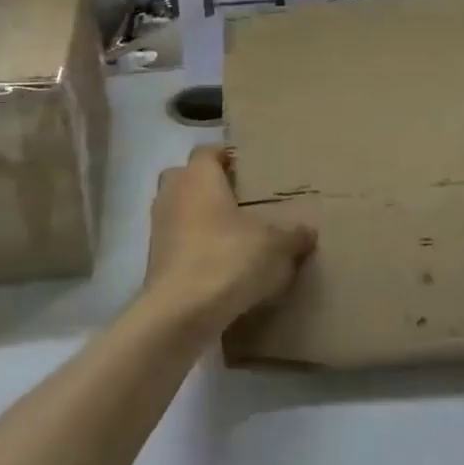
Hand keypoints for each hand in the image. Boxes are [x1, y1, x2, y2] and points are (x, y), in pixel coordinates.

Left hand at [139, 145, 316, 334]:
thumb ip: (293, 234)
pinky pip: (178, 241)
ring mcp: (159, 228)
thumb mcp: (275, 246)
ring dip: (201, 218)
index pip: (208, 151)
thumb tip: (308, 230)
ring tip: (234, 233)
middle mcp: (172, 194)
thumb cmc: (227, 260)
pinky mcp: (155, 260)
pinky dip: (195, 247)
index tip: (251, 167)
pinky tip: (221, 263)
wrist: (181, 314)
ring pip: (180, 210)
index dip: (228, 156)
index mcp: (198, 177)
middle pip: (187, 178)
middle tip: (242, 198)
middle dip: (210, 185)